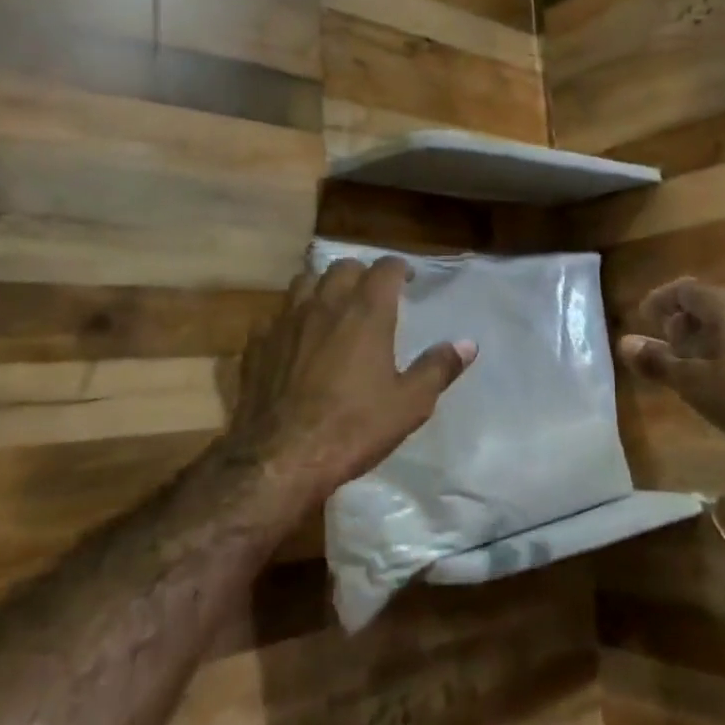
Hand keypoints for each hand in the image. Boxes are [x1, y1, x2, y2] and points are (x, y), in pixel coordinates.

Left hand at [219, 256, 476, 506]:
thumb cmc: (354, 427)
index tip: (407, 278)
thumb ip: (438, 368)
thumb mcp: (410, 404)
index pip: (385, 268)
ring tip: (331, 306)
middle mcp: (325, 304)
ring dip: (321, 287)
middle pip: (342, 267)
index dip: (398, 268)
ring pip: (303, 282)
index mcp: (366, 312)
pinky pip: (274, 316)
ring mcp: (285, 321)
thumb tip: (467, 344)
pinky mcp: (257, 343)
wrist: (280, 457)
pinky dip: (289, 318)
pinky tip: (293, 339)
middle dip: (360, 273)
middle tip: (371, 293)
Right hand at [617, 278, 724, 480]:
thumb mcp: (695, 383)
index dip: (660, 299)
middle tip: (665, 345)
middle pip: (709, 303)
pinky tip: (724, 378)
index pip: (686, 289)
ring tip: (690, 364)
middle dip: (682, 320)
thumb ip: (659, 362)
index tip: (643, 317)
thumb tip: (624, 343)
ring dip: (705, 337)